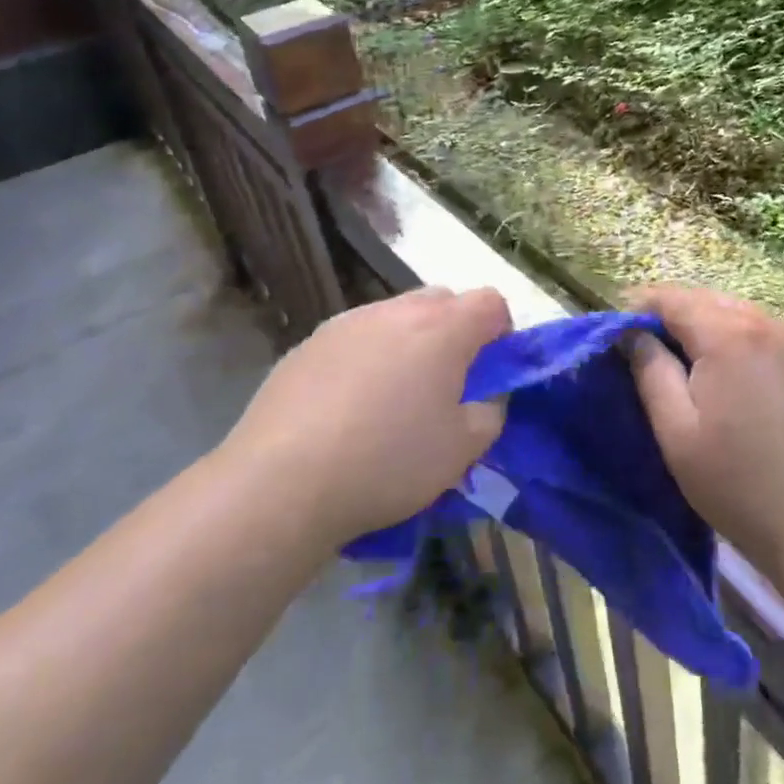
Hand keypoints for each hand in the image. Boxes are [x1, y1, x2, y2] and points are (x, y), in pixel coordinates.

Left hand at [221, 287, 511, 544]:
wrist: (282, 482)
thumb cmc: (388, 462)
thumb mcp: (461, 451)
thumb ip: (490, 413)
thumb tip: (485, 396)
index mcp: (443, 328)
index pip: (491, 302)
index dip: (501, 332)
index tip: (491, 371)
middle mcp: (396, 311)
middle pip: (443, 300)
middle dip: (454, 331)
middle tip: (446, 383)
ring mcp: (348, 322)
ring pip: (395, 317)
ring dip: (408, 342)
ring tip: (392, 398)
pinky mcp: (309, 342)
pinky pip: (356, 337)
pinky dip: (367, 358)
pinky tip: (348, 407)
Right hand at [627, 287, 783, 585]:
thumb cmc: (740, 484)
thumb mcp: (677, 432)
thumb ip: (650, 372)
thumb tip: (633, 334)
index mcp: (727, 335)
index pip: (673, 298)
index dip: (641, 308)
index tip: (620, 333)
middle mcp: (766, 325)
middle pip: (708, 300)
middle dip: (674, 314)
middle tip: (649, 349)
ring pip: (740, 315)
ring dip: (708, 326)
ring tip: (689, 364)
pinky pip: (767, 336)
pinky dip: (741, 342)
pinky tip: (735, 378)